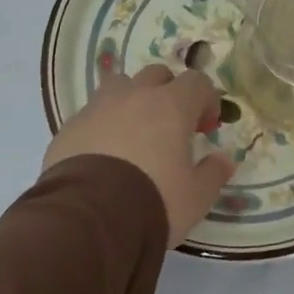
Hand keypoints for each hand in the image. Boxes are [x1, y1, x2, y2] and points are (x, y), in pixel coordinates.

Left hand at [45, 64, 235, 243]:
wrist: (90, 218)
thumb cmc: (154, 201)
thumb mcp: (196, 196)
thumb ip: (214, 173)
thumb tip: (224, 160)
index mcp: (171, 106)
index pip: (197, 82)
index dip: (206, 100)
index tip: (206, 128)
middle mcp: (133, 96)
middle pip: (156, 75)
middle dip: (169, 94)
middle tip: (172, 127)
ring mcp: (96, 108)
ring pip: (119, 87)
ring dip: (132, 102)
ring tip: (134, 135)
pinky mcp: (69, 127)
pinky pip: (92, 115)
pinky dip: (103, 126)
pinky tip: (104, 156)